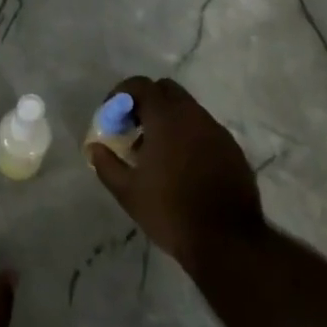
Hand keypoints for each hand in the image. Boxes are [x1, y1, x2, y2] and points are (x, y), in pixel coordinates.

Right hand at [89, 77, 265, 271]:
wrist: (227, 241)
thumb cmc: (170, 211)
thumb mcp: (128, 192)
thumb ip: (106, 164)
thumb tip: (94, 148)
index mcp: (167, 118)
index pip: (141, 85)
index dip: (121, 94)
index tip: (111, 115)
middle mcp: (194, 115)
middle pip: (166, 90)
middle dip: (146, 101)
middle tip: (133, 128)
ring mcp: (217, 131)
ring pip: (188, 109)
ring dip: (168, 119)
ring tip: (155, 152)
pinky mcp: (232, 149)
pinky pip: (204, 129)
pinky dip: (188, 135)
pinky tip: (181, 166)